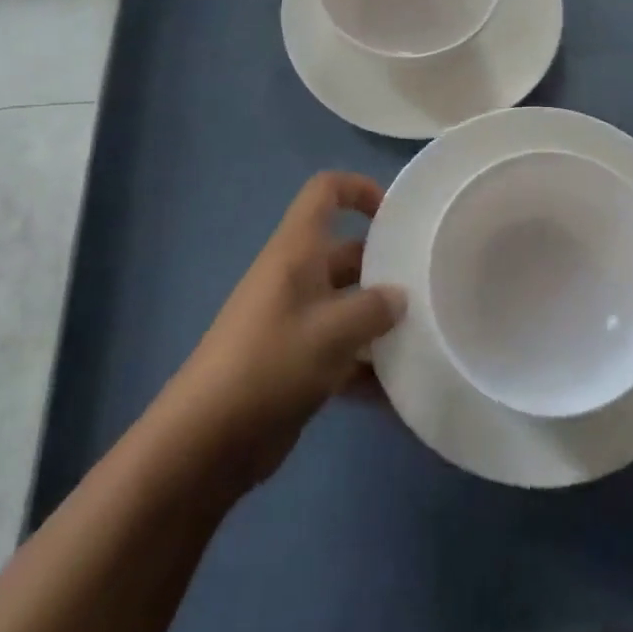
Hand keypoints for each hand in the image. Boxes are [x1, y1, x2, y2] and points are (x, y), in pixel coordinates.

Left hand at [169, 172, 406, 492]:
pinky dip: (365, 366)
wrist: (205, 442)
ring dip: (380, 322)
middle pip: (347, 252)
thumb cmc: (271, 364)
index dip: (361, 190)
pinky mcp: (294, 362)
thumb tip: (400, 297)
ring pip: (347, 304)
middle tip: (427, 289)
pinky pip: (339, 350)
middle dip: (386, 269)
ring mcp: (293, 320)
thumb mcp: (333, 331)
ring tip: (422, 338)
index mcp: (297, 251)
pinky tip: (397, 391)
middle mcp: (296, 276)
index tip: (397, 218)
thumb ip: (375, 308)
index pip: (326, 191)